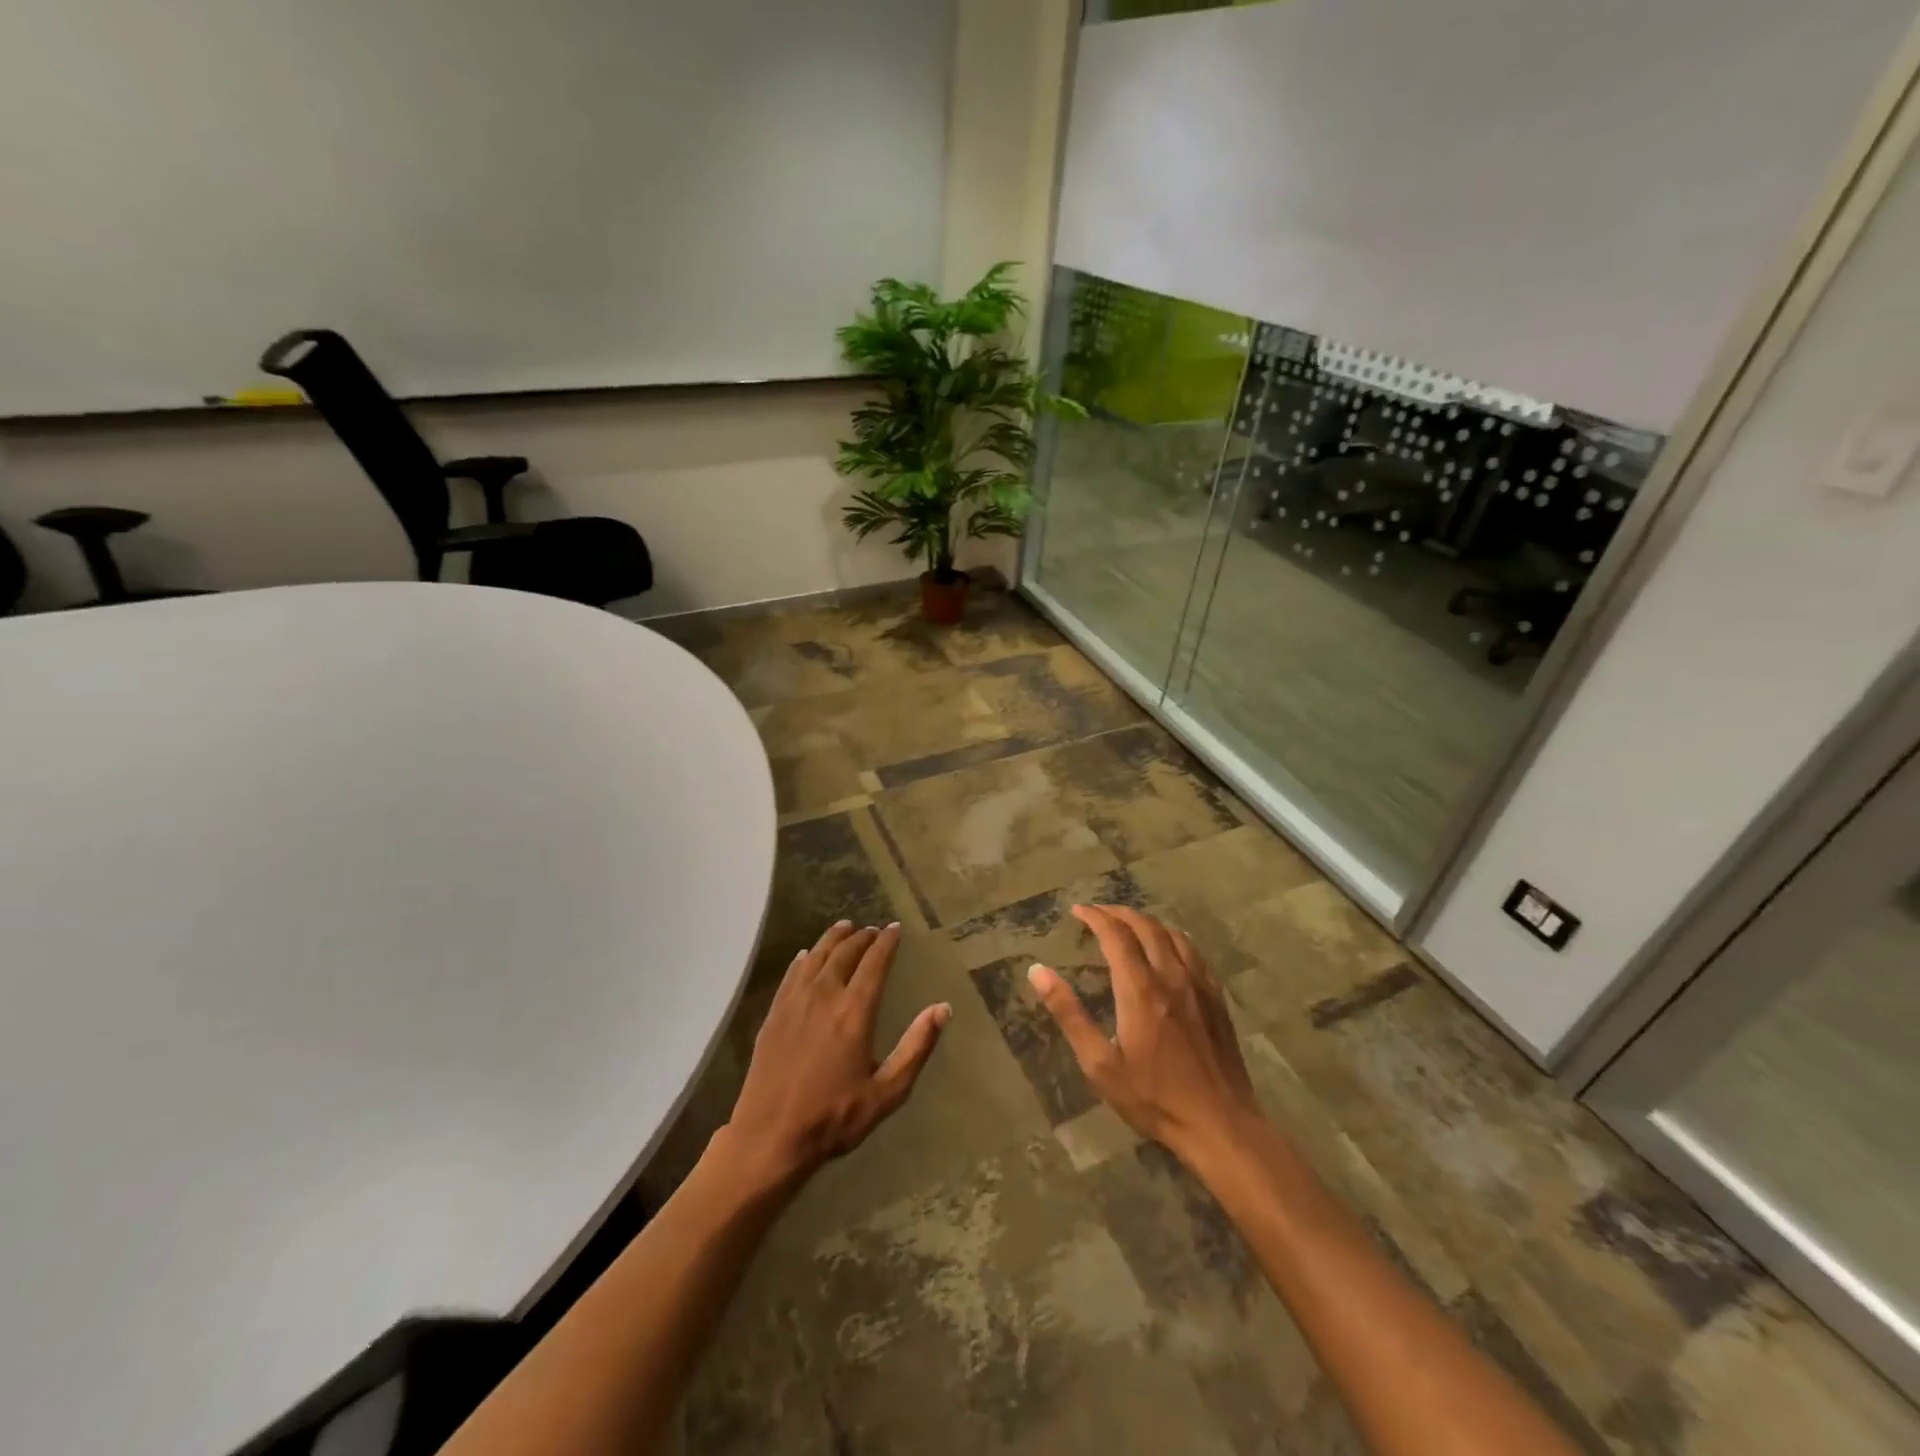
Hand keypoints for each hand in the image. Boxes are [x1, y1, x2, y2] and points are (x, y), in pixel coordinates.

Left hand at [724, 921, 949, 1185]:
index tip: (895, 929)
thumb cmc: (834, 1117)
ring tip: (844, 928)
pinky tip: (806, 955)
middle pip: (845, 952)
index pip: (875, 962)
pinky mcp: (774, 1014)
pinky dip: (804, 958)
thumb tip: (943, 1008)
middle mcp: (825, 995)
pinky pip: (792, 974)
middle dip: (862, 937)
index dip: (886, 942)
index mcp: (855, 1011)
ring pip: (817, 956)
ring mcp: (795, 1002)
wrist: (770, 1136)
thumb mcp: (887, 1091)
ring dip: (833, 938)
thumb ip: (917, 1047)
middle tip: (873, 930)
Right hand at [1029, 905, 1260, 1160]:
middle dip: (1118, 913)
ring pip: (1172, 934)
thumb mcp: (1100, 1064)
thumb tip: (1038, 971)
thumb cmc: (1153, 1098)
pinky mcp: (1216, 998)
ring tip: (1128, 923)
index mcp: (1140, 990)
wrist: (1220, 1125)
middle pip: (1145, 927)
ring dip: (1146, 921)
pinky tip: (1168, 947)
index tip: (1077, 911)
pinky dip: (1173, 938)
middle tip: (1097, 913)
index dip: (1095, 917)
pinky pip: (1194, 952)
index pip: (1116, 935)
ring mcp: (1198, 986)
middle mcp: (1171, 977)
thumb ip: (1069, 1014)